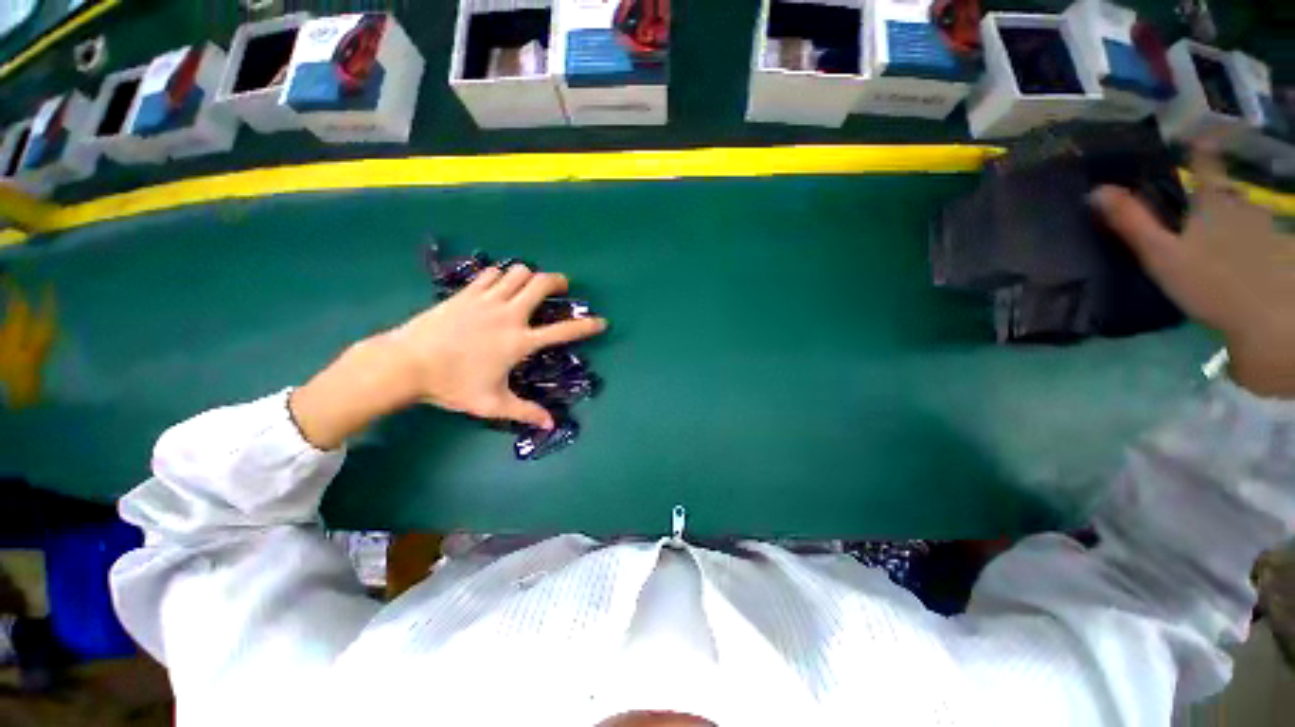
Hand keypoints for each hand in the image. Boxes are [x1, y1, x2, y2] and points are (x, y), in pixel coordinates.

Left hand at [384, 265, 605, 426]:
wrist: (406, 364)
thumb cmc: (453, 385)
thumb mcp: (493, 403)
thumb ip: (525, 412)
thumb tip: (550, 424)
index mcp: (520, 342)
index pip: (563, 331)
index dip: (586, 326)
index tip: (601, 322)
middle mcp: (509, 315)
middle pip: (541, 284)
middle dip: (558, 282)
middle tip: (562, 288)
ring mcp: (486, 300)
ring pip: (518, 273)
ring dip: (530, 277)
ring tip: (530, 287)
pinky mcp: (466, 293)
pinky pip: (491, 274)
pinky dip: (502, 276)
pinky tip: (499, 287)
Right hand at [1090, 147, 1294, 397]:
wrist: (1266, 319)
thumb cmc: (1209, 283)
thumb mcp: (1161, 255)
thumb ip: (1131, 222)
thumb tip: (1096, 190)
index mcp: (1212, 203)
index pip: (1205, 165)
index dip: (1200, 148)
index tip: (1197, 133)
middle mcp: (1242, 206)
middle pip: (1228, 192)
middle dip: (1217, 192)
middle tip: (1205, 202)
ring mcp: (1266, 227)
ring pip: (1249, 214)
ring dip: (1238, 217)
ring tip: (1228, 234)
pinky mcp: (1282, 251)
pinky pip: (1268, 235)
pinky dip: (1258, 238)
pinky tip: (1252, 256)